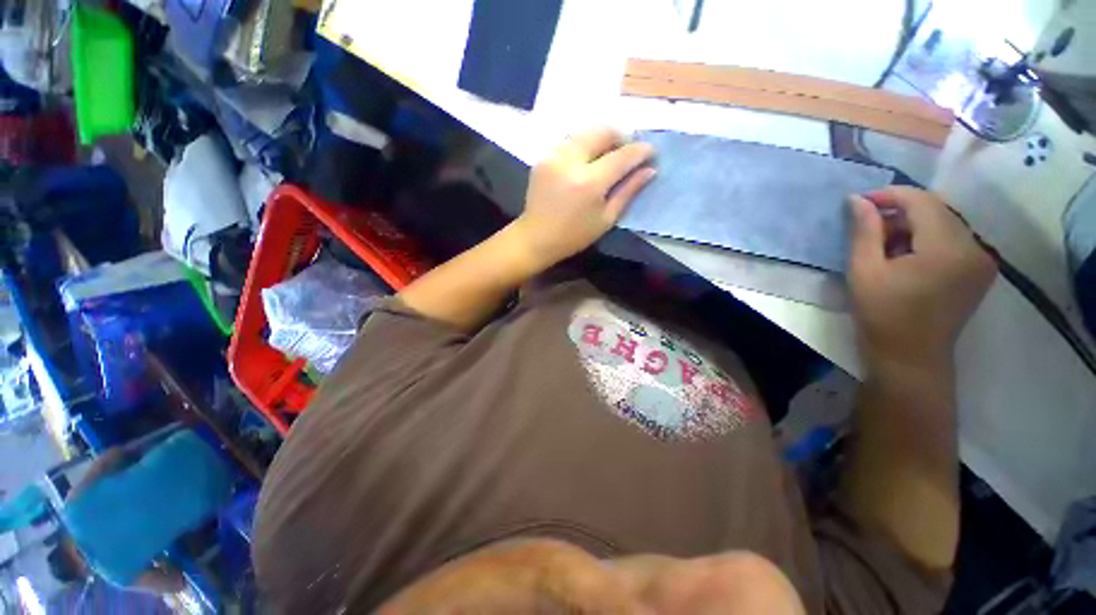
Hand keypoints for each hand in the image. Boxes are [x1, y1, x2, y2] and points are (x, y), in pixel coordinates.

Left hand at [512, 128, 655, 269]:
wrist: (536, 237)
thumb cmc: (574, 235)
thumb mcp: (606, 219)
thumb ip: (628, 191)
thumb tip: (650, 170)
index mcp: (589, 183)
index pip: (622, 156)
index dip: (640, 151)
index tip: (651, 151)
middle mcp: (570, 162)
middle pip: (602, 131)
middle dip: (621, 136)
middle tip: (628, 152)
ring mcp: (554, 156)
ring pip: (585, 132)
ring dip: (602, 139)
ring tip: (608, 156)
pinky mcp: (543, 156)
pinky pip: (570, 141)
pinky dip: (584, 145)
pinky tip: (587, 161)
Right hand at [848, 187, 996, 370]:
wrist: (911, 357)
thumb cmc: (882, 315)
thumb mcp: (864, 271)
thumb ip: (864, 231)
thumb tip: (858, 199)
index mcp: (947, 248)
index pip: (922, 201)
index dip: (890, 195)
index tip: (860, 202)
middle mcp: (974, 247)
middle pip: (936, 210)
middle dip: (900, 212)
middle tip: (868, 228)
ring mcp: (982, 260)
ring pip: (945, 223)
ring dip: (913, 226)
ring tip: (884, 245)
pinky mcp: (980, 270)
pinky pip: (953, 239)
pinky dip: (927, 239)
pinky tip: (906, 256)